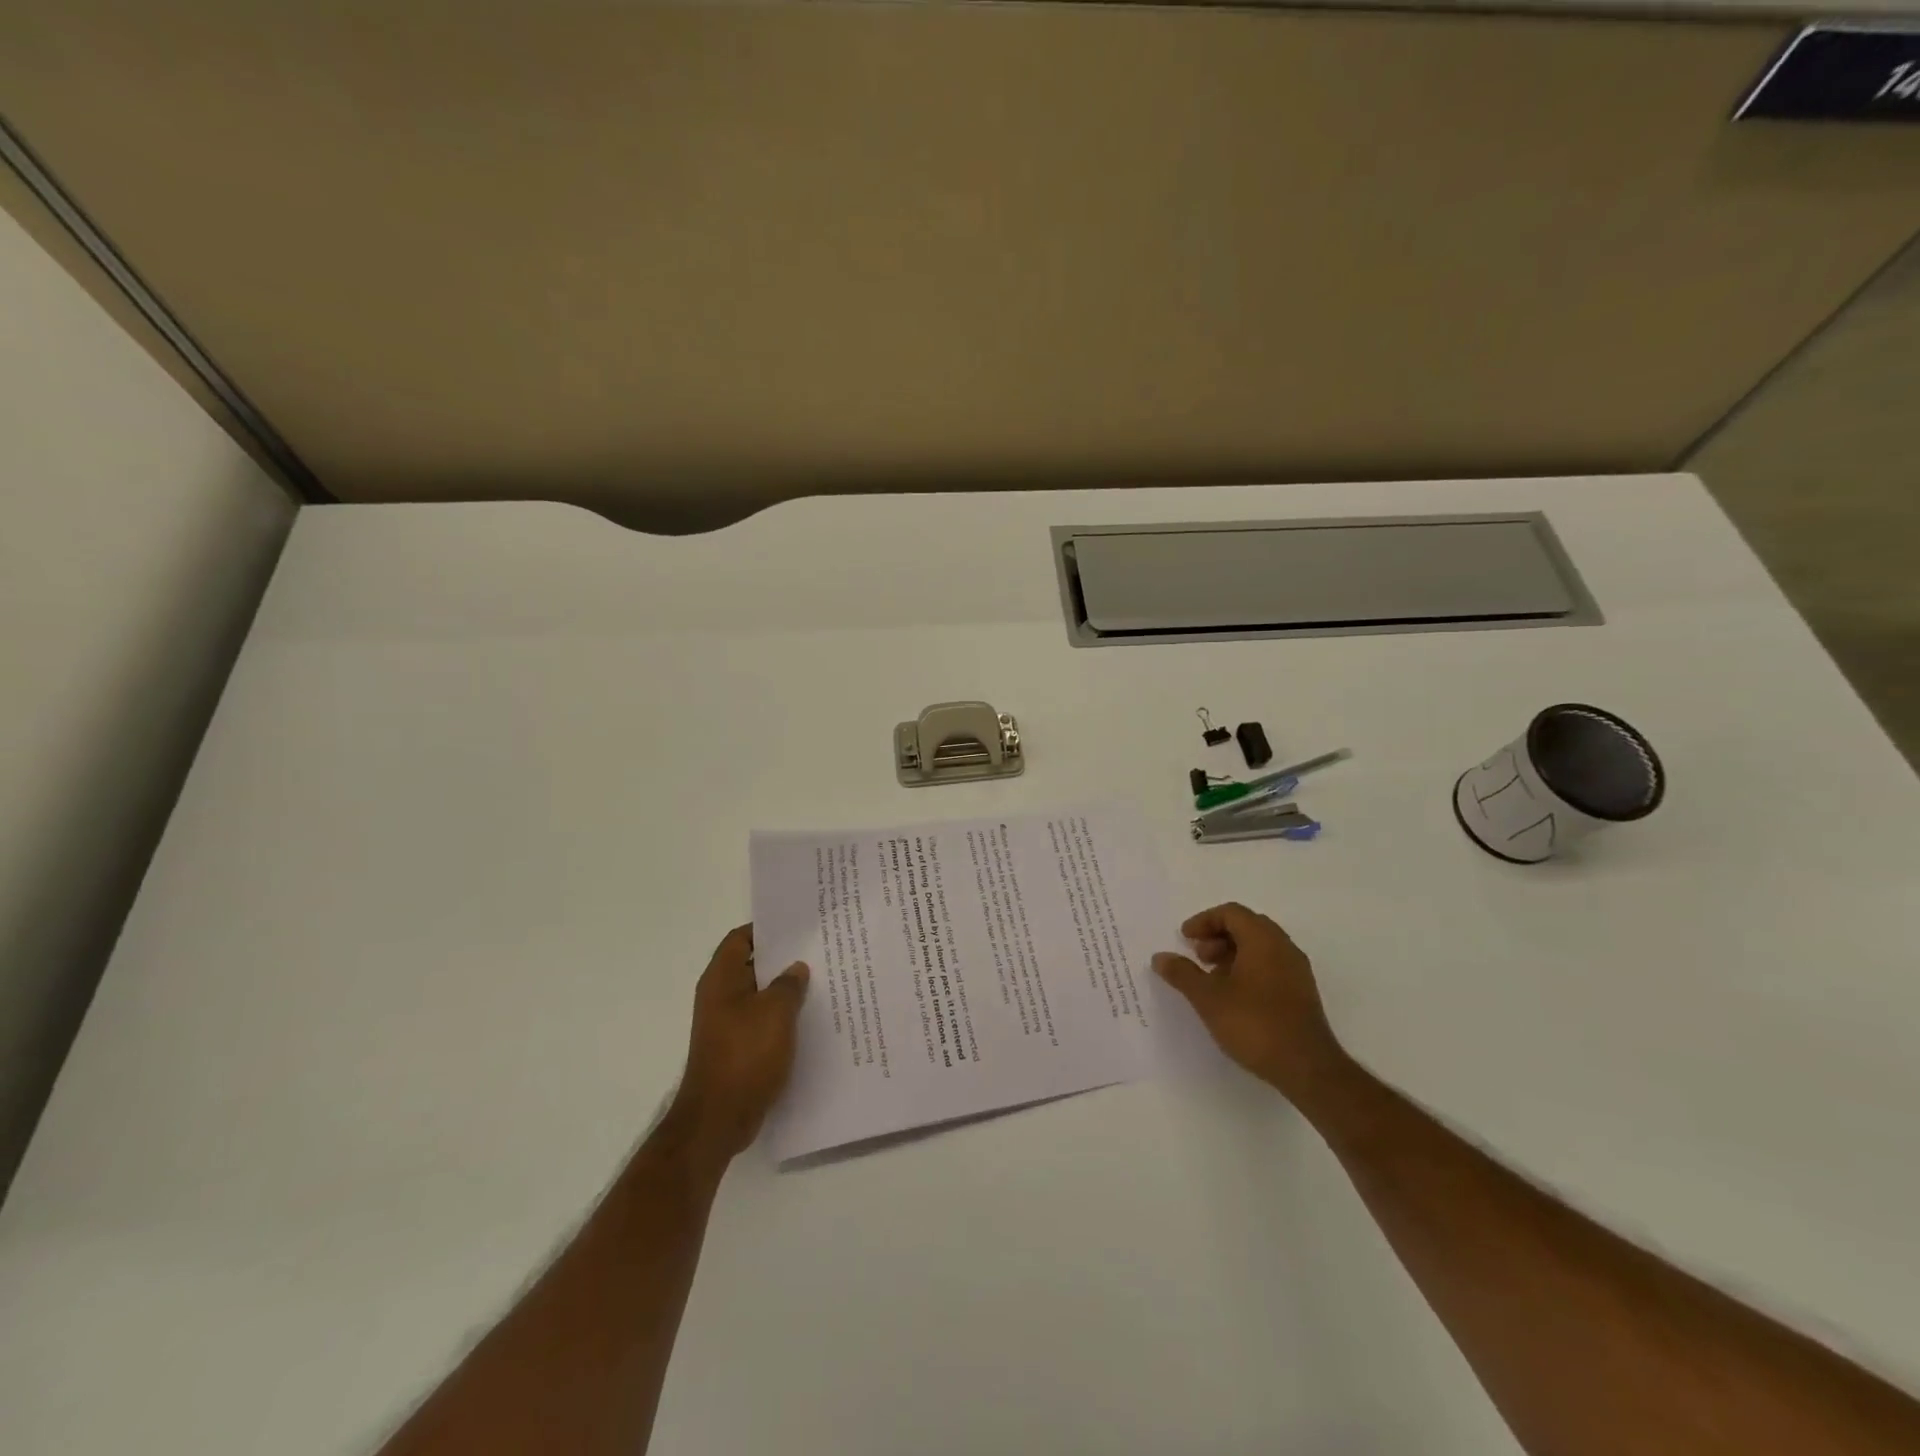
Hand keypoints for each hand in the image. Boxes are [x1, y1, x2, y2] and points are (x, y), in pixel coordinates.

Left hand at [667, 925, 808, 1163]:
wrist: (719, 1118)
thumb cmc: (745, 1054)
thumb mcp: (776, 1012)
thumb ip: (789, 985)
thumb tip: (796, 968)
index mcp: (721, 979)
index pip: (740, 939)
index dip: (766, 929)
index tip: (797, 926)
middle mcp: (719, 997)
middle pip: (752, 966)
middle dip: (781, 960)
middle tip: (817, 952)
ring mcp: (726, 1024)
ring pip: (759, 996)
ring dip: (784, 991)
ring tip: (820, 983)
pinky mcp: (736, 1048)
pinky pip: (761, 1022)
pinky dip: (781, 1017)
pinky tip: (808, 1020)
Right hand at [1153, 902, 1348, 1105]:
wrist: (1306, 1067)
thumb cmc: (1254, 1024)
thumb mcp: (1208, 998)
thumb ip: (1182, 974)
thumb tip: (1160, 957)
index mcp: (1263, 940)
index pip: (1231, 913)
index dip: (1204, 921)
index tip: (1185, 939)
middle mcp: (1283, 947)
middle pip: (1247, 926)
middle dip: (1218, 936)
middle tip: (1198, 956)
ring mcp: (1297, 970)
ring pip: (1260, 947)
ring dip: (1232, 953)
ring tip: (1212, 979)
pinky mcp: (1301, 992)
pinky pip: (1271, 965)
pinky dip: (1248, 968)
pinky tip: (1233, 996)